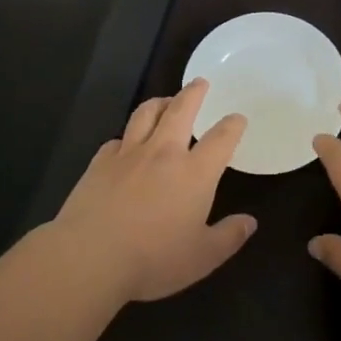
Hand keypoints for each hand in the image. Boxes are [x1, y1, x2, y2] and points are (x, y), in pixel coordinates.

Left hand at [54, 79, 254, 302]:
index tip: (237, 118)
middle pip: (181, 110)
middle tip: (200, 82)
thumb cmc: (153, 259)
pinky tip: (125, 144)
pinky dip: (126, 137)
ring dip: (159, 103)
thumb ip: (229, 237)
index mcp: (195, 173)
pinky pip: (116, 140)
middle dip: (193, 93)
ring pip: (146, 114)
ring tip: (165, 101)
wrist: (90, 256)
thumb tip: (249, 222)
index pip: (221, 138)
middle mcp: (164, 153)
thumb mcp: (202, 257)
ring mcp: (129, 154)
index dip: (233, 125)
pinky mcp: (100, 163)